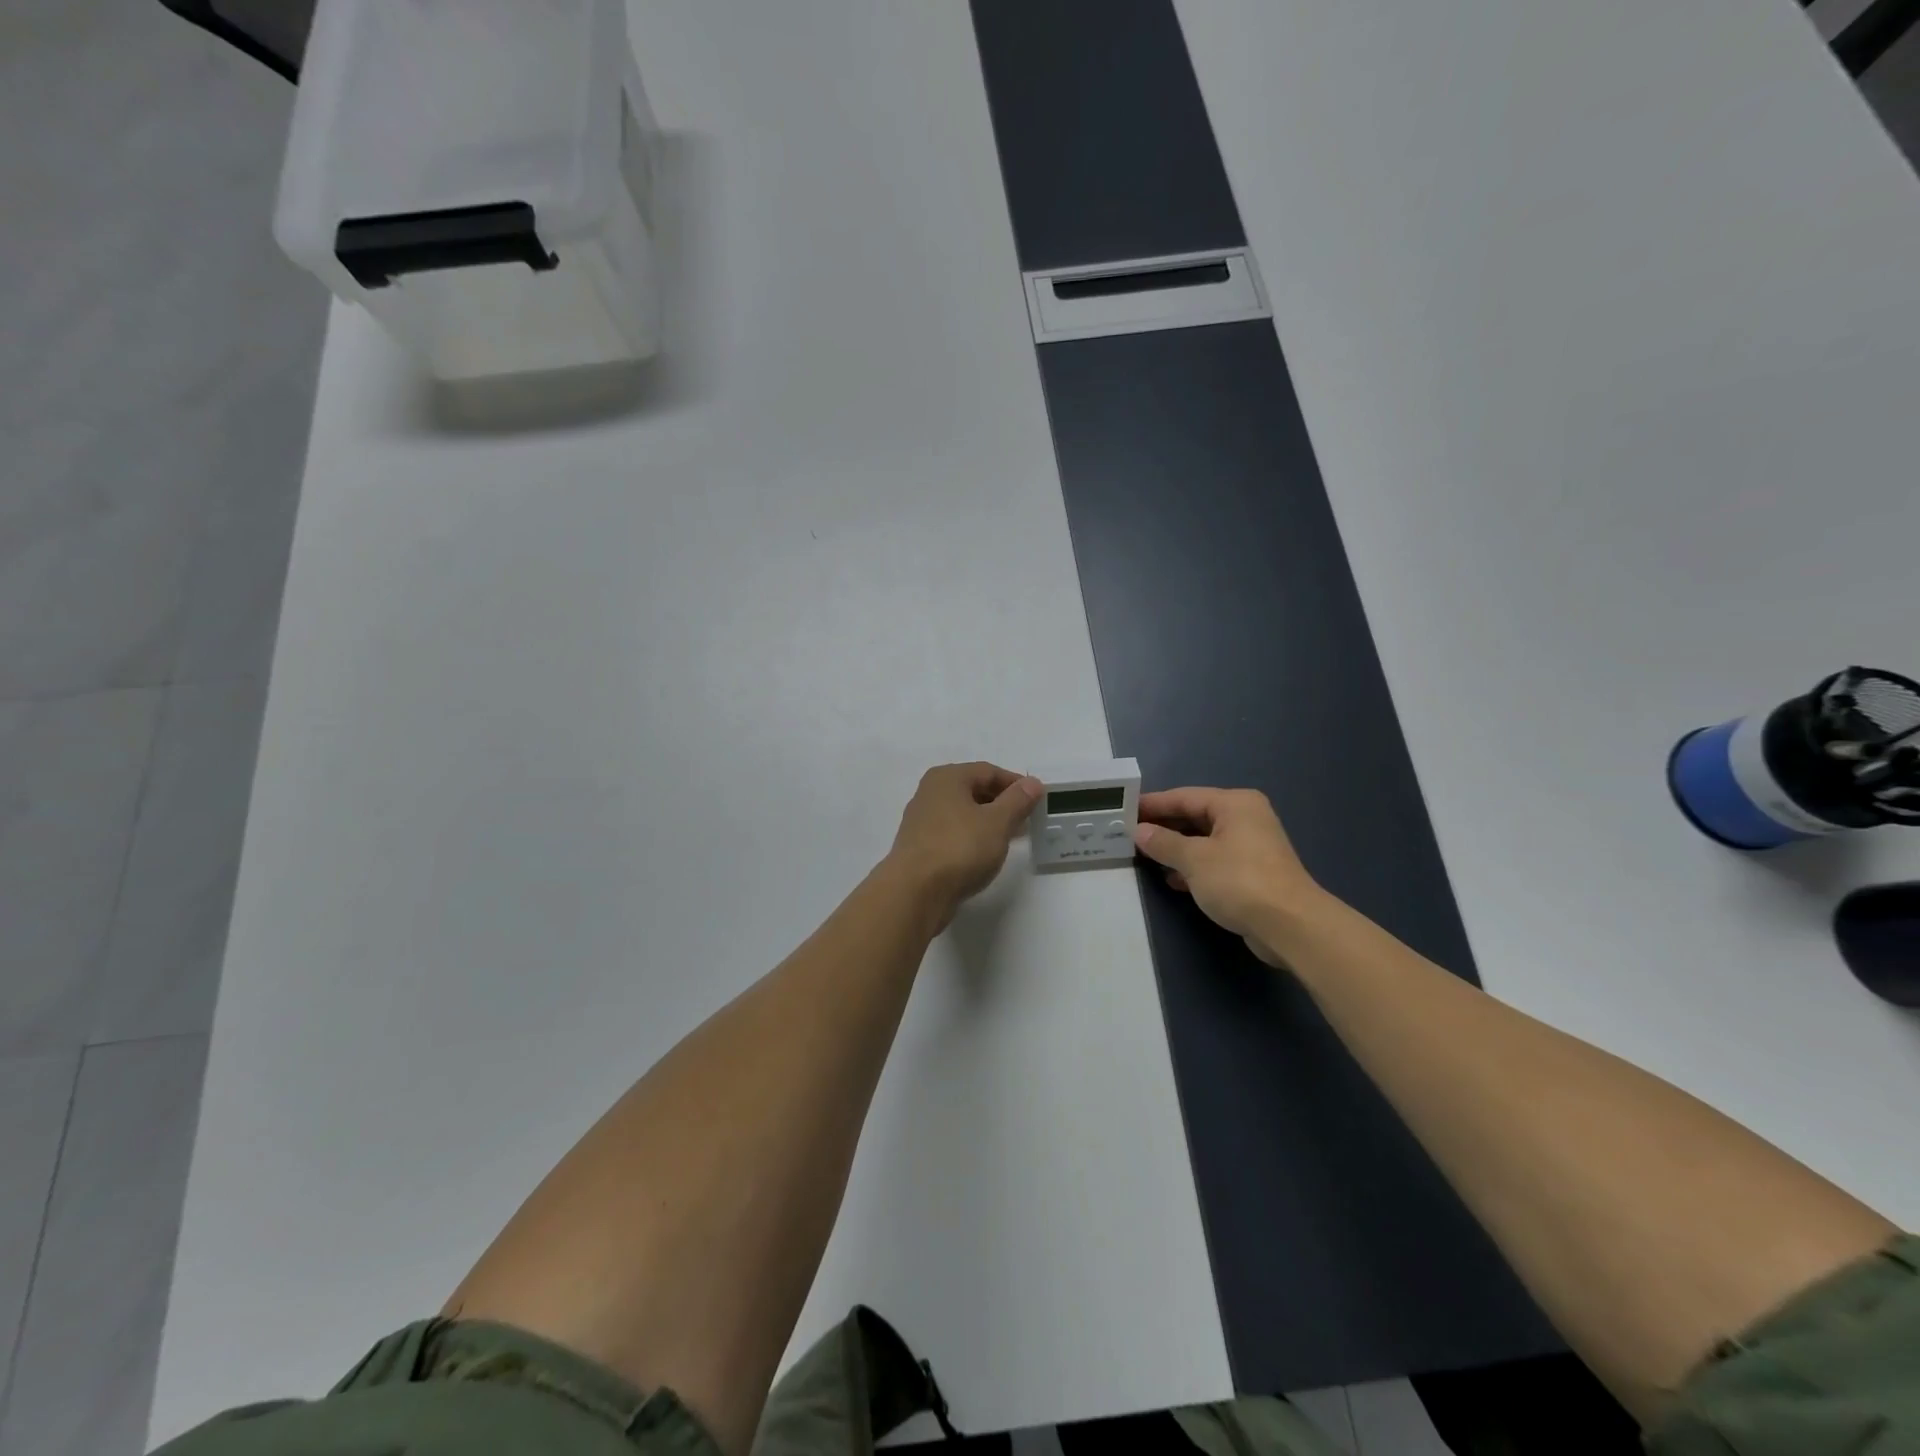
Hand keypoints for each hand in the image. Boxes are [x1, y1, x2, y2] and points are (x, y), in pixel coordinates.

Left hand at [886, 763, 1040, 926]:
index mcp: (947, 778)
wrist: (915, 892)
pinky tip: (985, 853)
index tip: (1037, 800)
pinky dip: (972, 837)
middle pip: (973, 790)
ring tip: (1010, 837)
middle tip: (1026, 819)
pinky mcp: (920, 847)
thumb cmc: (959, 848)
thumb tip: (1033, 783)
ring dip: (988, 821)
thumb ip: (1017, 800)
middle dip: (1002, 803)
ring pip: (963, 813)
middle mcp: (930, 793)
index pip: (988, 771)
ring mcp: (922, 821)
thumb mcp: (997, 822)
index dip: (1015, 783)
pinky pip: (953, 833)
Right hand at [1134, 787, 1326, 966]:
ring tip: (1143, 855)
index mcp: (1234, 804)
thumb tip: (1139, 831)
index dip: (1152, 804)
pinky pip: (1213, 860)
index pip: (1184, 796)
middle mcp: (1245, 818)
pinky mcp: (1252, 873)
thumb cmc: (1240, 881)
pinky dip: (1192, 866)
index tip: (1123, 809)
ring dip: (1175, 848)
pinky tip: (1171, 878)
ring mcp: (1251, 846)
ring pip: (1203, 840)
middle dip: (1163, 826)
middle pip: (1194, 816)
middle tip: (1128, 833)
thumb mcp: (1194, 859)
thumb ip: (1163, 843)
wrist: (1290, 926)